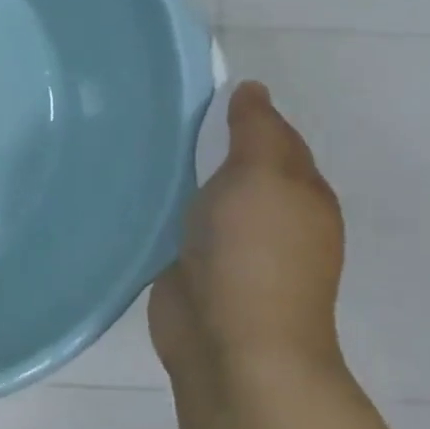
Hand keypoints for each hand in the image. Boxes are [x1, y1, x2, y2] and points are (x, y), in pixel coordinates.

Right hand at [149, 81, 344, 382]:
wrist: (231, 341)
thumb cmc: (254, 252)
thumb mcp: (264, 176)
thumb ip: (256, 131)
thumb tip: (252, 90)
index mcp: (299, 192)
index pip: (272, 137)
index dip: (241, 112)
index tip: (193, 88)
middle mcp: (269, 217)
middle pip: (235, 166)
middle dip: (203, 141)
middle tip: (151, 110)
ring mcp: (229, 246)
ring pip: (203, 195)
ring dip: (178, 174)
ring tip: (132, 142)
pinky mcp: (192, 268)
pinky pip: (174, 224)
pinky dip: (159, 207)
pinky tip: (130, 190)